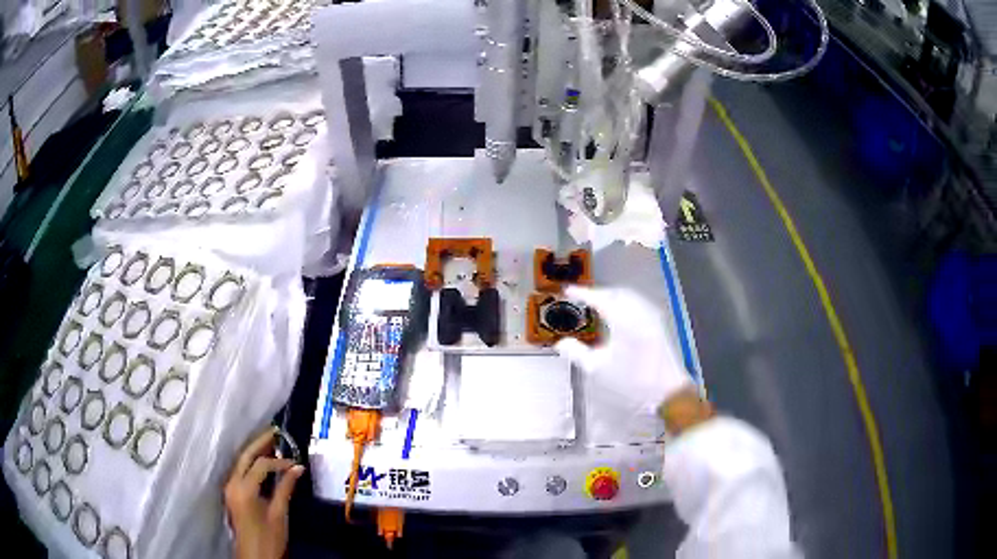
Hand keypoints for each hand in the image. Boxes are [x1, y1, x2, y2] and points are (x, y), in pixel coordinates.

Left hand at [224, 428, 304, 558]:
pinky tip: (262, 463)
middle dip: (259, 443)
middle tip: (275, 432)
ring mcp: (230, 489)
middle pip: (244, 456)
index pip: (260, 465)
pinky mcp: (232, 494)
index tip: (295, 463)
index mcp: (243, 488)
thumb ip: (286, 488)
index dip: (279, 461)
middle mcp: (232, 484)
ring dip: (254, 452)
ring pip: (240, 462)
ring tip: (270, 443)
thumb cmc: (268, 538)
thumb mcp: (279, 513)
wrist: (254, 556)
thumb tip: (297, 468)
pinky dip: (251, 464)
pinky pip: (240, 472)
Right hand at [554, 286, 693, 413]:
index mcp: (623, 321)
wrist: (666, 390)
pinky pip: (637, 302)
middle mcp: (639, 312)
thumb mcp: (598, 369)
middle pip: (615, 293)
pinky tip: (617, 312)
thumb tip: (561, 343)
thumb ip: (577, 353)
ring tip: (597, 303)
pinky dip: (623, 301)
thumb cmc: (630, 381)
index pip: (599, 299)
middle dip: (597, 293)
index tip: (568, 291)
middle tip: (581, 298)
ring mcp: (651, 315)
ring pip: (628, 295)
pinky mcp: (657, 322)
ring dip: (611, 295)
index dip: (582, 293)